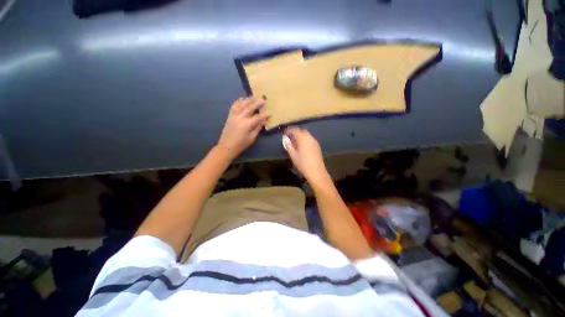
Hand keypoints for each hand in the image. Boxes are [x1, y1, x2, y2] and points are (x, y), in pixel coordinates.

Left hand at [217, 96, 269, 158]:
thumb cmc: (241, 144)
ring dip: (248, 100)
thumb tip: (263, 121)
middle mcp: (240, 118)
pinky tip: (242, 99)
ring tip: (254, 96)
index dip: (264, 115)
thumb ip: (257, 128)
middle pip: (249, 108)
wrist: (226, 147)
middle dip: (257, 103)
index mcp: (246, 125)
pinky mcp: (230, 116)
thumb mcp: (251, 138)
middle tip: (263, 99)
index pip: (257, 117)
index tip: (270, 112)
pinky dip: (238, 102)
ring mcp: (234, 116)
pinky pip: (234, 106)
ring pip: (241, 105)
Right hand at [283, 127, 328, 183]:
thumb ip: (288, 145)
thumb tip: (284, 138)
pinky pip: (310, 139)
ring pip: (307, 135)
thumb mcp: (293, 155)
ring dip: (301, 136)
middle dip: (295, 133)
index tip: (285, 133)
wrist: (316, 172)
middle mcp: (310, 138)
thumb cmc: (303, 164)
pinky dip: (305, 140)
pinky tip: (302, 147)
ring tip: (295, 143)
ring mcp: (315, 142)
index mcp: (303, 139)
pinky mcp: (317, 146)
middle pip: (302, 131)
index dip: (289, 130)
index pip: (295, 130)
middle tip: (290, 138)